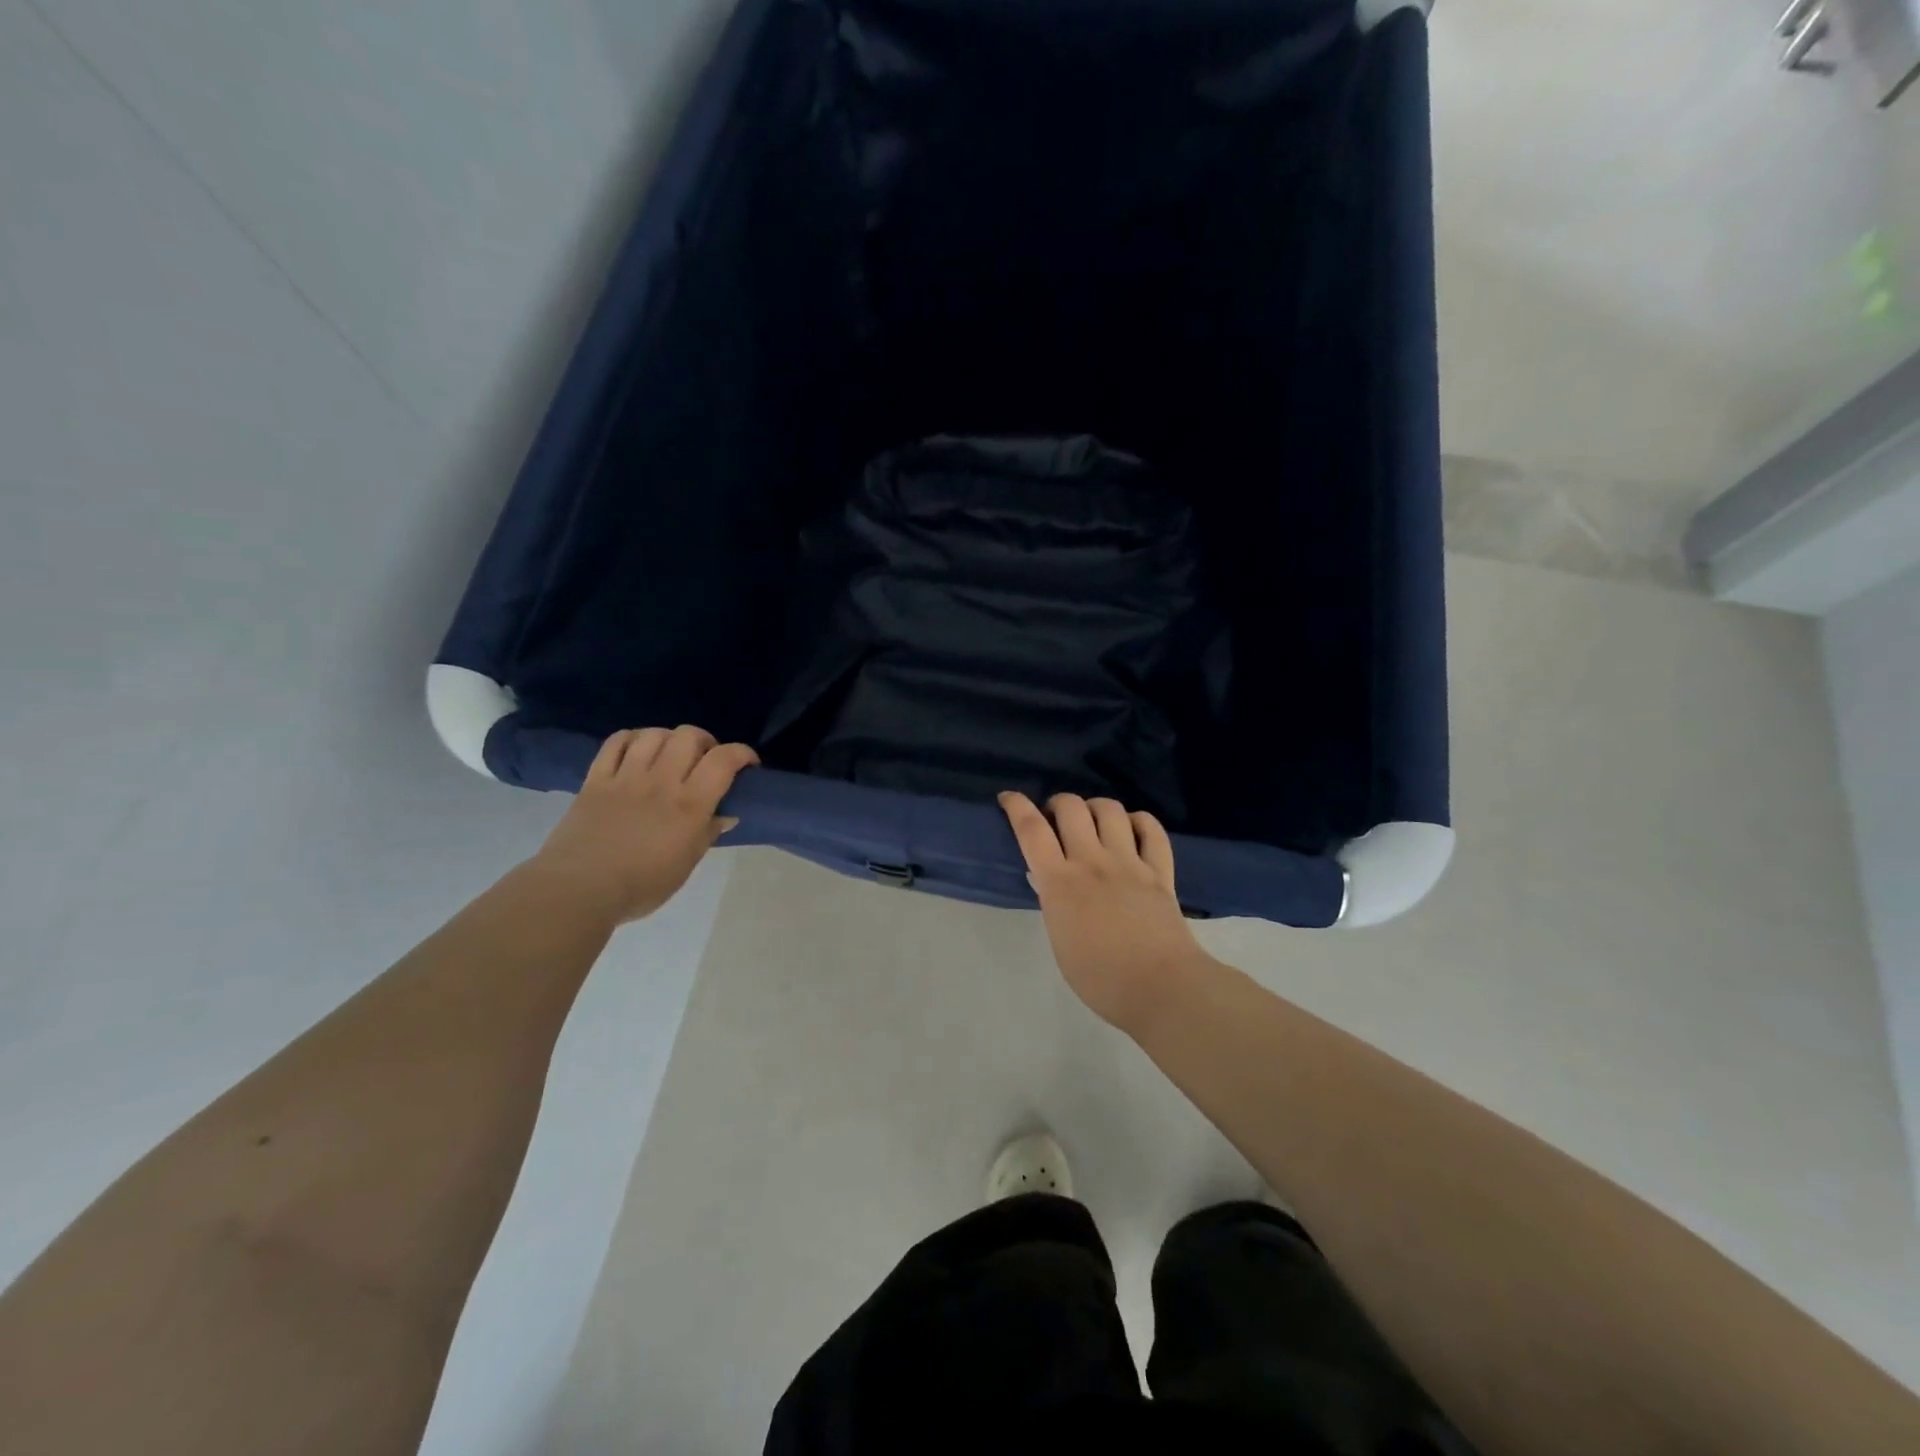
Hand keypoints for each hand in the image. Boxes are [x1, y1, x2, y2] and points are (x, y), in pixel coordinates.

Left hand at [529, 726, 758, 923]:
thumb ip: (707, 833)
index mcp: (689, 805)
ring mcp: (626, 777)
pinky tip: (637, 749)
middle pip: (688, 736)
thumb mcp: (686, 864)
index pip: (723, 760)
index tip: (748, 764)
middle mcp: (661, 781)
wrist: (579, 890)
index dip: (741, 753)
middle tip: (705, 759)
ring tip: (671, 753)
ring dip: (669, 738)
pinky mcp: (596, 779)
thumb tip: (726, 815)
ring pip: (653, 734)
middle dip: (705, 741)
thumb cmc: (641, 885)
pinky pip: (615, 743)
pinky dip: (632, 738)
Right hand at [999, 791, 1209, 1033]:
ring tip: (1093, 822)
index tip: (1008, 797)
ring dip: (1095, 807)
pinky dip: (1138, 821)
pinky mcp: (1160, 870)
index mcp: (1060, 883)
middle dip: (1057, 803)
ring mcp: (1129, 862)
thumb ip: (1055, 903)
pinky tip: (1131, 830)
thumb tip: (1050, 880)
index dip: (1016, 807)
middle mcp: (1092, 862)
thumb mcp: (1060, 940)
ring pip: (1109, 809)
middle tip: (1055, 819)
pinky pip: (1151, 829)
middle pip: (1070, 807)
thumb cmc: (1100, 978)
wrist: (1161, 988)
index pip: (1031, 830)